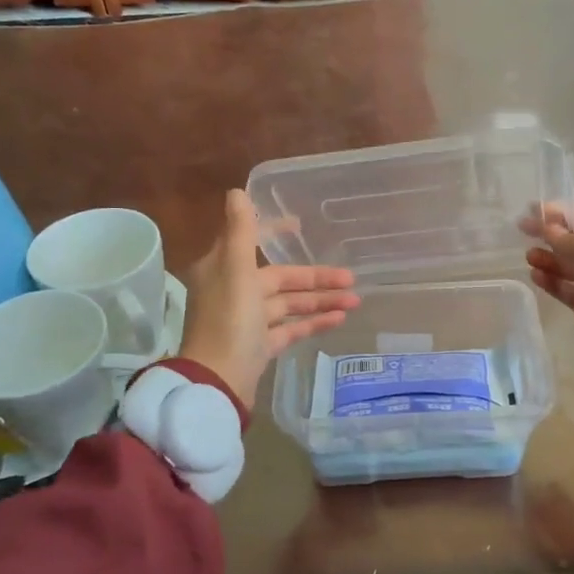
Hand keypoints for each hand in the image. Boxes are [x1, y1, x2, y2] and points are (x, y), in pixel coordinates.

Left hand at [180, 189, 358, 406]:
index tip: (301, 226)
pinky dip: (312, 323)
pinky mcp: (259, 346)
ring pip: (289, 304)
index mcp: (224, 270)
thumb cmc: (228, 321)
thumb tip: (236, 192)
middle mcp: (234, 291)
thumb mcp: (236, 271)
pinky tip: (339, 320)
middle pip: (280, 278)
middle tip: (351, 278)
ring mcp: (247, 321)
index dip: (276, 232)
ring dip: (320, 301)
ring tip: (355, 302)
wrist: (218, 381)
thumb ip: (240, 232)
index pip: (252, 242)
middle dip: (315, 278)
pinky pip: (290, 328)